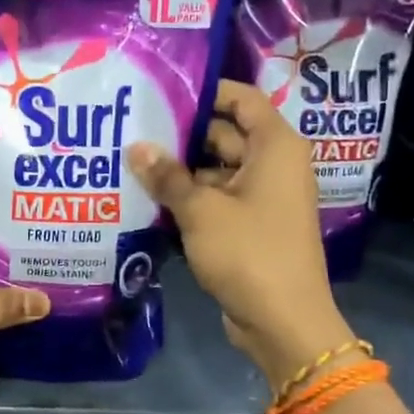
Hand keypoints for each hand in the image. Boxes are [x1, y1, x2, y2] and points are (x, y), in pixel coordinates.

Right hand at [129, 79, 351, 384]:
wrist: (283, 322)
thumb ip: (167, 176)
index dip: (205, 91)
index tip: (161, 91)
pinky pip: (216, 198)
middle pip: (223, 134)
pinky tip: (148, 196)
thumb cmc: (249, 253)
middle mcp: (272, 165)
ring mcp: (261, 197)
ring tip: (130, 161)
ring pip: (215, 169)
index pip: (241, 99)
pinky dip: (188, 197)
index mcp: (274, 147)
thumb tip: (136, 147)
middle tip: (132, 128)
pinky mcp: (249, 225)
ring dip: (179, 170)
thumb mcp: (201, 210)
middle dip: (180, 134)